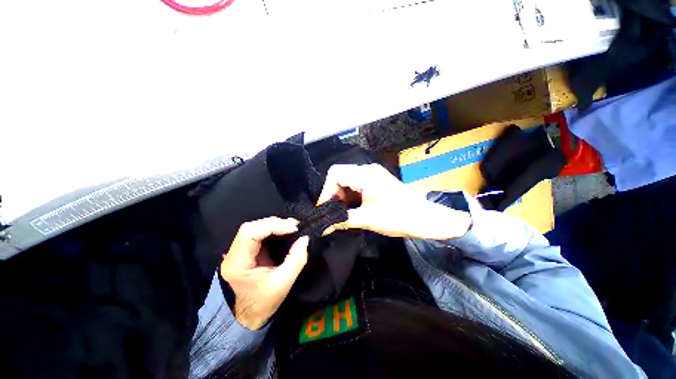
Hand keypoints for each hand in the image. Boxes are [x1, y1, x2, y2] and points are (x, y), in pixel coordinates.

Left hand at [220, 217, 309, 329]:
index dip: (272, 226)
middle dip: (275, 223)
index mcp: (237, 263)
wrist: (247, 317)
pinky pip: (260, 234)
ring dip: (275, 225)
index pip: (250, 233)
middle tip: (295, 226)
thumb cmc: (262, 303)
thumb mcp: (282, 284)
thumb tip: (305, 239)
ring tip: (292, 227)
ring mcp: (239, 251)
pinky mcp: (247, 251)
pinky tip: (285, 231)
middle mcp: (233, 254)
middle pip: (252, 227)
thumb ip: (296, 260)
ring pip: (256, 228)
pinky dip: (274, 229)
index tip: (293, 228)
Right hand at [317, 164, 471, 239]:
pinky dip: (351, 195)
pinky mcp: (377, 180)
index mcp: (365, 175)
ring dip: (342, 195)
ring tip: (341, 212)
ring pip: (348, 180)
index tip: (324, 207)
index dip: (326, 190)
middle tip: (332, 211)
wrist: (425, 218)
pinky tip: (352, 207)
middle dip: (333, 194)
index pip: (335, 173)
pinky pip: (357, 183)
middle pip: (340, 175)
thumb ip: (342, 220)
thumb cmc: (397, 217)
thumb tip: (322, 227)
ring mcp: (373, 174)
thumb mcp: (367, 219)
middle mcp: (368, 170)